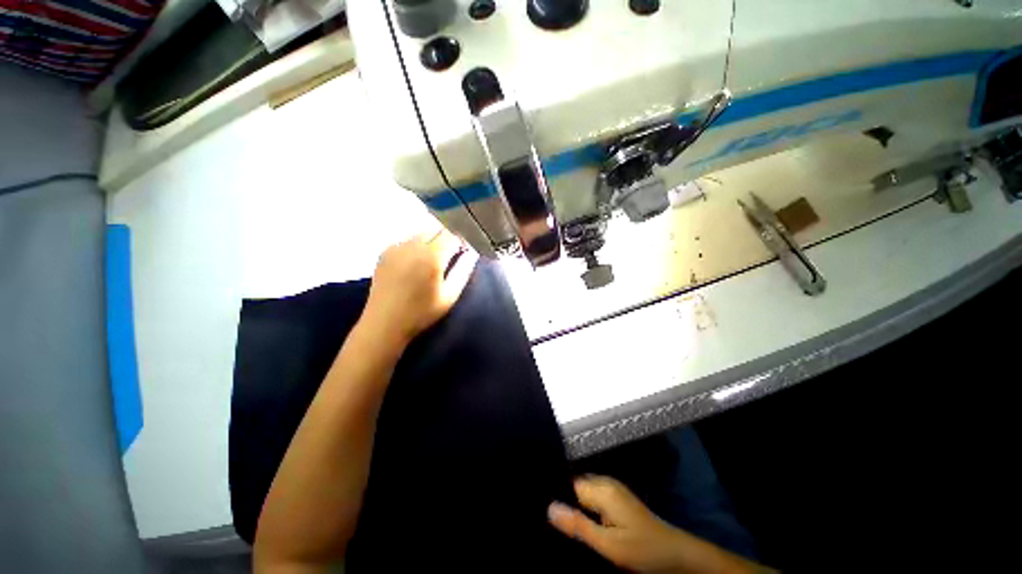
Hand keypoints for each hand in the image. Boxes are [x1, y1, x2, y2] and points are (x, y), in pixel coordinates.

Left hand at [360, 229, 477, 345]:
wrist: (384, 323)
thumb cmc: (421, 313)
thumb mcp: (450, 295)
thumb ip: (463, 270)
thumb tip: (472, 253)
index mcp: (431, 256)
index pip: (452, 235)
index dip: (462, 240)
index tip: (465, 250)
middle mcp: (413, 245)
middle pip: (436, 229)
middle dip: (447, 237)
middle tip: (452, 253)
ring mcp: (396, 246)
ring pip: (421, 232)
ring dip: (432, 239)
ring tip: (435, 257)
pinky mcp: (385, 252)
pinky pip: (407, 239)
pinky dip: (417, 244)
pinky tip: (417, 261)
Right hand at [549, 476, 689, 571]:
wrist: (675, 553)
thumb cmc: (641, 549)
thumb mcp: (608, 544)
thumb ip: (578, 526)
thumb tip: (549, 508)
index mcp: (602, 489)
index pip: (569, 483)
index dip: (558, 496)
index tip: (545, 510)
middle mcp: (606, 482)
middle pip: (575, 486)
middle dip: (566, 500)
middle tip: (557, 522)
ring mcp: (613, 488)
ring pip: (584, 491)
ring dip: (577, 505)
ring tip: (569, 523)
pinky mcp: (617, 497)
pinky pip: (594, 496)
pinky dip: (587, 507)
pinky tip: (586, 522)